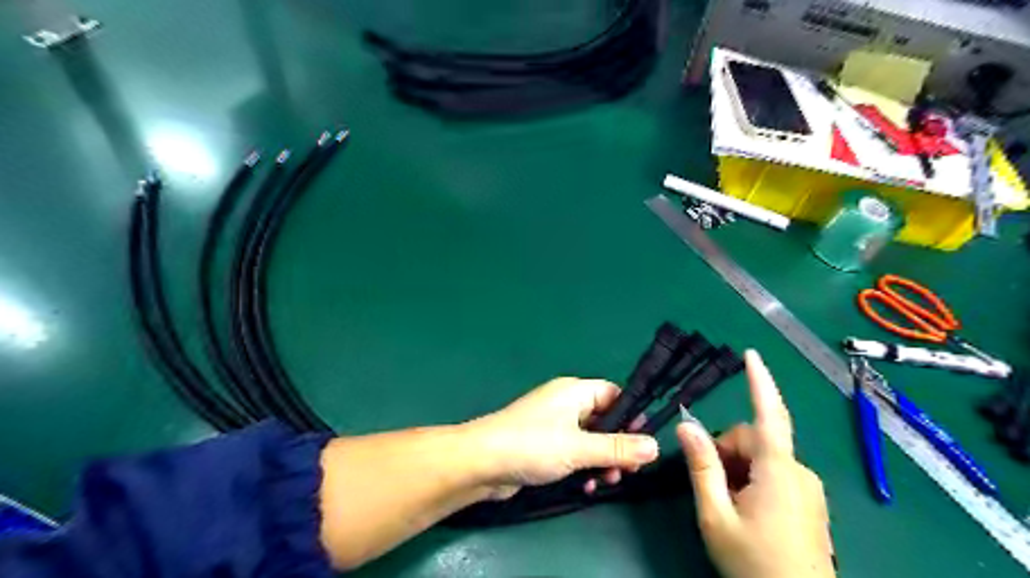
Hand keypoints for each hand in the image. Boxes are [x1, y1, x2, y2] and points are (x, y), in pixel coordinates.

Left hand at [465, 376, 659, 498]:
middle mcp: (566, 404)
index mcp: (575, 391)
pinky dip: (583, 466)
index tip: (643, 442)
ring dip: (601, 460)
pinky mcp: (544, 445)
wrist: (482, 462)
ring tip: (606, 481)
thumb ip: (618, 447)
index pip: (614, 394)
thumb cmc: (532, 445)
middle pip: (604, 420)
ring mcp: (554, 425)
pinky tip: (585, 486)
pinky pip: (573, 452)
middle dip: (618, 445)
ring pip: (590, 440)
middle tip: (627, 470)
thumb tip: (655, 445)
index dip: (631, 416)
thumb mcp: (579, 447)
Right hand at [678, 350, 836, 577]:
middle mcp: (799, 472)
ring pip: (762, 458)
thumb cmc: (754, 564)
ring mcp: (808, 488)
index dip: (759, 382)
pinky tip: (747, 511)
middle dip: (727, 453)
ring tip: (729, 506)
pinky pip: (775, 474)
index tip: (751, 354)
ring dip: (738, 470)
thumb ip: (701, 466)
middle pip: (753, 440)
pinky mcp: (810, 502)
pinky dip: (753, 481)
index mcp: (778, 471)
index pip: (768, 415)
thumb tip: (685, 425)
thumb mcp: (715, 515)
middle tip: (711, 487)